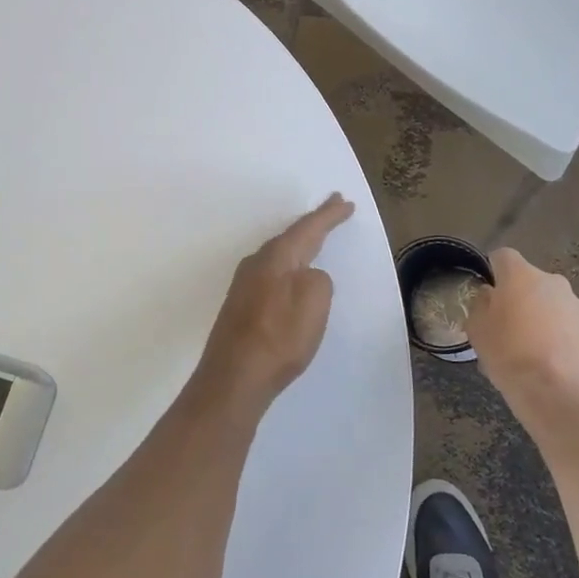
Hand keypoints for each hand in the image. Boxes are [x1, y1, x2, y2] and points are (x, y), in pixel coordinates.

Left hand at [192, 195, 354, 417]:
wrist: (234, 377)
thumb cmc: (279, 336)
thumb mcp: (315, 300)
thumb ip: (318, 279)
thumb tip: (308, 277)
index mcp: (276, 256)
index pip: (308, 228)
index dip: (328, 215)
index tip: (344, 200)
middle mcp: (256, 263)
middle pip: (290, 237)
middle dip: (313, 225)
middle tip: (332, 211)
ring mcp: (244, 284)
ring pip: (278, 255)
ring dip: (299, 246)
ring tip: (314, 238)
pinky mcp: (241, 306)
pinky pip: (271, 274)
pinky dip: (287, 268)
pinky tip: (290, 277)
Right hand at [466, 249, 578, 438]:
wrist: (562, 399)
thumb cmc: (511, 358)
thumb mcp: (477, 331)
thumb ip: (480, 305)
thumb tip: (489, 296)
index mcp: (521, 276)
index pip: (502, 256)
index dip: (492, 272)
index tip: (487, 295)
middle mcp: (553, 282)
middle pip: (529, 281)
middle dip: (518, 297)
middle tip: (506, 326)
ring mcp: (578, 307)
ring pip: (551, 304)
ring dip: (540, 317)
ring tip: (529, 350)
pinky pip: (569, 326)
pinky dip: (559, 337)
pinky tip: (550, 363)